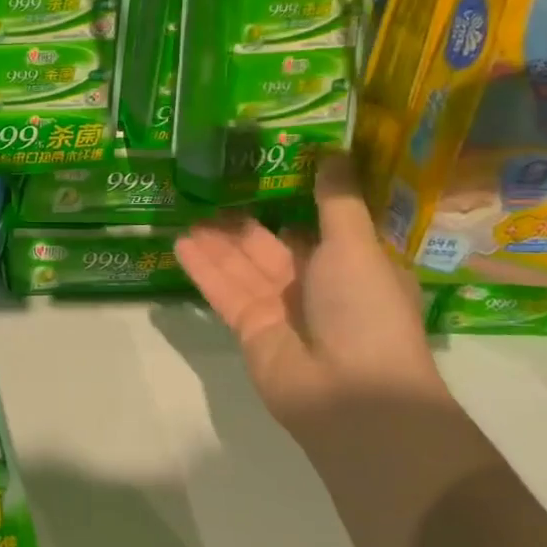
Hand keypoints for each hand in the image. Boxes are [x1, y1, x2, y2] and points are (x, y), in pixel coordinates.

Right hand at [175, 153, 445, 424]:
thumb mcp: (357, 246)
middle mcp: (316, 285)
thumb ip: (337, 201)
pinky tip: (181, 243)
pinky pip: (225, 290)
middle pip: (272, 245)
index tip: (264, 169)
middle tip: (210, 188)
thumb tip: (336, 150)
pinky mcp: (250, 328)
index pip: (318, 227)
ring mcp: (280, 309)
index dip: (292, 200)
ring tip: (186, 210)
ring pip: (243, 265)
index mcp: (352, 265)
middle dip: (243, 221)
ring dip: (217, 241)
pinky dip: (204, 269)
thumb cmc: (366, 312)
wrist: (353, 396)